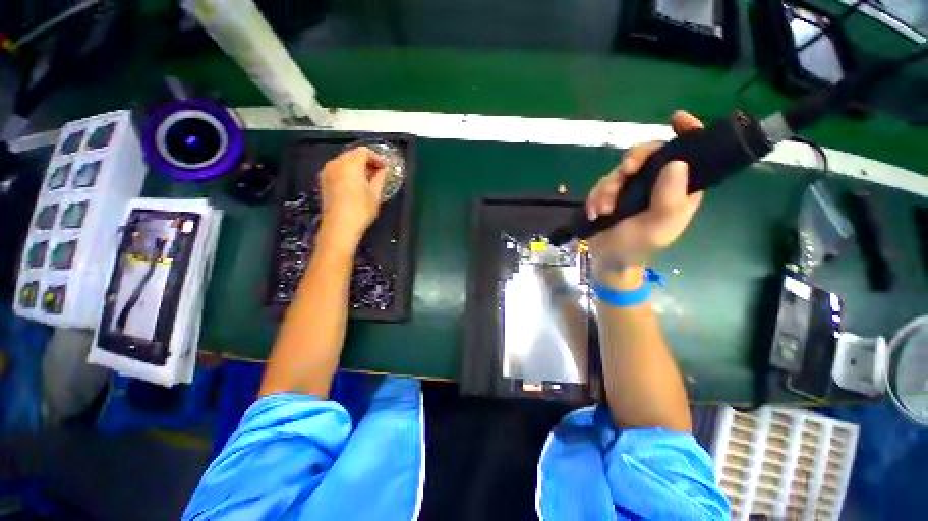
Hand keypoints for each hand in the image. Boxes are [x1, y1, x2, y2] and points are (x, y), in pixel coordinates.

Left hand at [318, 147, 386, 248]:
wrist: (339, 227)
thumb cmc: (361, 209)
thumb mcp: (375, 194)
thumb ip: (380, 178)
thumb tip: (383, 170)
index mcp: (351, 164)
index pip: (364, 152)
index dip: (376, 158)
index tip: (385, 168)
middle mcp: (336, 163)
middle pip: (353, 155)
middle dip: (366, 162)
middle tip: (378, 173)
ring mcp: (327, 172)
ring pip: (344, 162)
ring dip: (356, 167)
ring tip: (368, 180)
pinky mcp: (323, 182)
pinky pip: (338, 170)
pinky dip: (348, 173)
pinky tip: (355, 185)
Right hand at [586, 111, 703, 286]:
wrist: (609, 260)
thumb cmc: (638, 247)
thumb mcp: (658, 226)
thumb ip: (669, 198)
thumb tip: (676, 162)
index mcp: (679, 189)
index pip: (690, 154)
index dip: (687, 133)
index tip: (676, 118)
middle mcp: (657, 184)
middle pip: (648, 155)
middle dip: (632, 162)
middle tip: (624, 172)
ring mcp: (632, 188)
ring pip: (619, 170)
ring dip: (608, 189)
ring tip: (603, 211)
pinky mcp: (611, 194)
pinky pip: (602, 184)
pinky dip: (596, 197)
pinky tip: (595, 213)